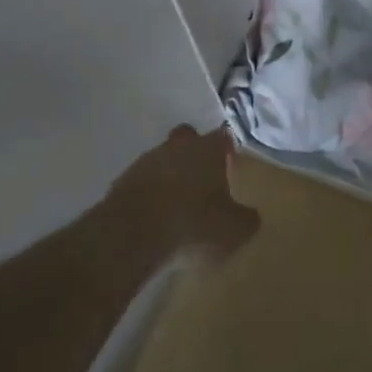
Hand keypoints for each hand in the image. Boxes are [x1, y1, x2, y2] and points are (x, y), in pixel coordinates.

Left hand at [107, 124, 260, 262]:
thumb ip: (246, 219)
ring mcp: (146, 161)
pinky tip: (152, 218)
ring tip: (175, 206)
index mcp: (208, 149)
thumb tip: (250, 216)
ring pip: (162, 159)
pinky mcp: (121, 182)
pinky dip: (148, 194)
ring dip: (169, 176)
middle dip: (194, 154)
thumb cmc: (194, 225)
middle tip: (201, 180)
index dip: (226, 150)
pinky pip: (141, 182)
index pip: (222, 136)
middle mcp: (177, 146)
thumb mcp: (234, 230)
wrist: (133, 235)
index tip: (228, 166)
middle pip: (187, 139)